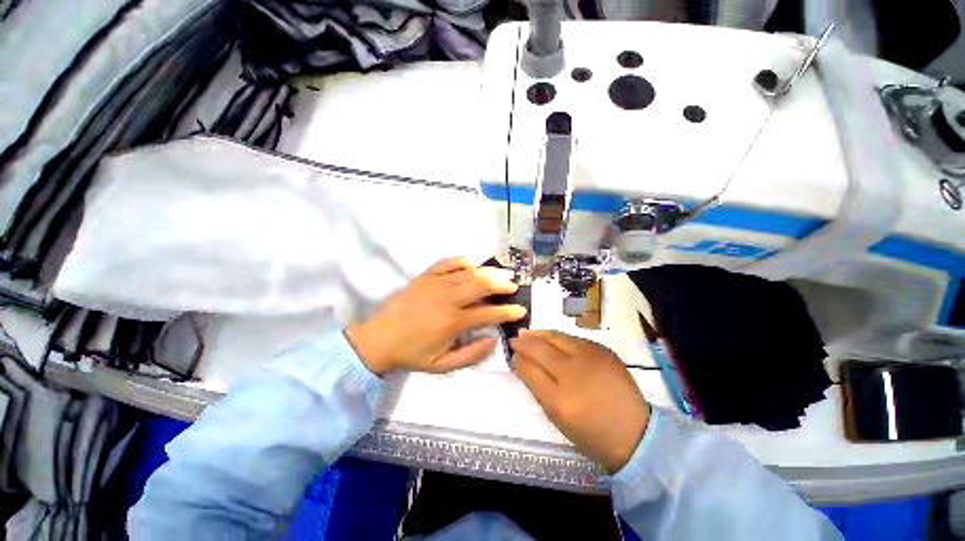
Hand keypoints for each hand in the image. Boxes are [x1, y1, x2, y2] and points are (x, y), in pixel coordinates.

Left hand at [345, 258, 526, 375]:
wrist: (379, 339)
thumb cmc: (412, 354)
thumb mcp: (442, 365)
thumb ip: (471, 355)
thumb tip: (493, 339)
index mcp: (453, 322)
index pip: (489, 313)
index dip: (508, 311)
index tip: (521, 310)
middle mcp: (448, 298)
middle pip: (482, 285)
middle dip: (502, 284)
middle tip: (514, 285)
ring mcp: (436, 284)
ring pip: (469, 272)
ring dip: (488, 272)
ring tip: (502, 273)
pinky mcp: (425, 276)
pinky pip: (447, 262)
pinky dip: (462, 261)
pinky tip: (473, 262)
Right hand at [511, 330, 650, 472]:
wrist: (634, 432)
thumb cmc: (590, 431)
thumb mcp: (556, 417)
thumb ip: (537, 387)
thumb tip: (521, 363)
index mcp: (560, 399)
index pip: (530, 369)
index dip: (518, 359)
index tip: (512, 353)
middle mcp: (574, 373)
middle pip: (541, 348)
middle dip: (524, 342)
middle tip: (515, 339)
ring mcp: (591, 358)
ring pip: (557, 337)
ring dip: (539, 334)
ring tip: (528, 333)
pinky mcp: (603, 351)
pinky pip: (574, 339)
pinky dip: (558, 338)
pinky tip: (552, 339)